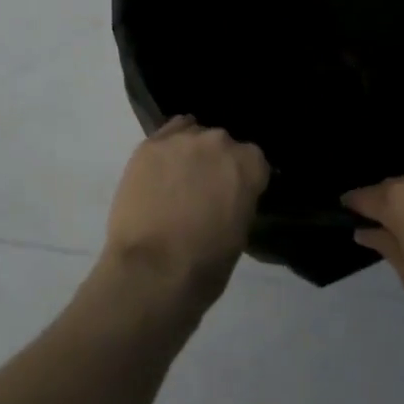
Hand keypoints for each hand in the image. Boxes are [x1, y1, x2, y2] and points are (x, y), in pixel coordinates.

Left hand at [98, 116, 269, 309]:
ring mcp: (181, 139)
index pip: (254, 161)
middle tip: (205, 190)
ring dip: (191, 153)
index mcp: (248, 164)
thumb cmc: (204, 264)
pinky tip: (161, 168)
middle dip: (216, 163)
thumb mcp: (240, 234)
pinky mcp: (149, 144)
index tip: (236, 195)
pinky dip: (167, 148)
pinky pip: (166, 135)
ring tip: (179, 179)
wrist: (151, 270)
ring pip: (193, 134)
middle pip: (222, 144)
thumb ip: (239, 200)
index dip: (245, 179)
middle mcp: (218, 142)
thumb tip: (229, 195)